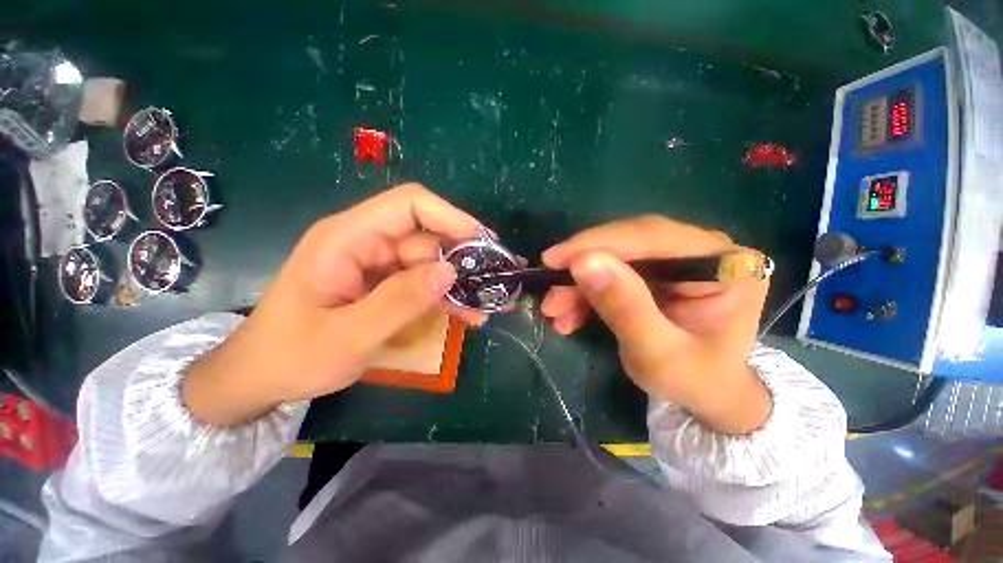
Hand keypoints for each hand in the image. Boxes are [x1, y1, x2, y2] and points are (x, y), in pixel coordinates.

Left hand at [183, 184, 485, 425]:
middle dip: (463, 259)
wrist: (260, 378)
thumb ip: (399, 301)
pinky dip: (445, 297)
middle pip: (427, 237)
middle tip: (493, 284)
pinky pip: (422, 284)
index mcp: (348, 238)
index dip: (450, 216)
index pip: (409, 205)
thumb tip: (450, 272)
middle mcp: (365, 243)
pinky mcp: (383, 285)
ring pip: (430, 263)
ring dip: (459, 284)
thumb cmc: (291, 355)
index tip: (483, 242)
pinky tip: (466, 314)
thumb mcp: (346, 336)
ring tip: (486, 306)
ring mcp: (376, 265)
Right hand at [541, 216, 770, 433]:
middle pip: (628, 244)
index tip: (553, 260)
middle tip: (549, 293)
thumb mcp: (658, 355)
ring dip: (579, 285)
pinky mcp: (657, 272)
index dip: (597, 244)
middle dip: (582, 268)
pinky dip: (586, 293)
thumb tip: (583, 262)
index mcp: (725, 264)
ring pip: (614, 258)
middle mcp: (703, 250)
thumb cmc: (695, 381)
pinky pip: (612, 273)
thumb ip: (625, 308)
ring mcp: (678, 259)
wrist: (709, 395)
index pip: (652, 237)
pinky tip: (569, 315)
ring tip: (554, 311)